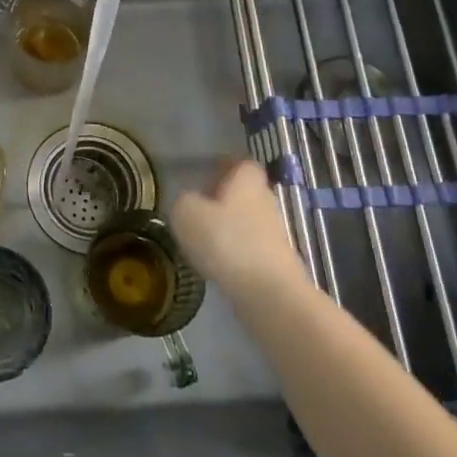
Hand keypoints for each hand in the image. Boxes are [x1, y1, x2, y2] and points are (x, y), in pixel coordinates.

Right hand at [169, 160, 305, 298]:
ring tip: (200, 239)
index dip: (223, 166)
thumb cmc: (227, 241)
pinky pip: (248, 248)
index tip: (204, 174)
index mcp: (247, 180)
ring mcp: (273, 233)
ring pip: (245, 221)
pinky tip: (214, 264)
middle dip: (222, 197)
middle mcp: (265, 200)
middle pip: (244, 192)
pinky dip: (232, 252)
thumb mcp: (186, 213)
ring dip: (226, 226)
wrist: (269, 294)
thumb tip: (187, 203)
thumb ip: (182, 201)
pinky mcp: (274, 262)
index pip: (240, 162)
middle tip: (197, 206)